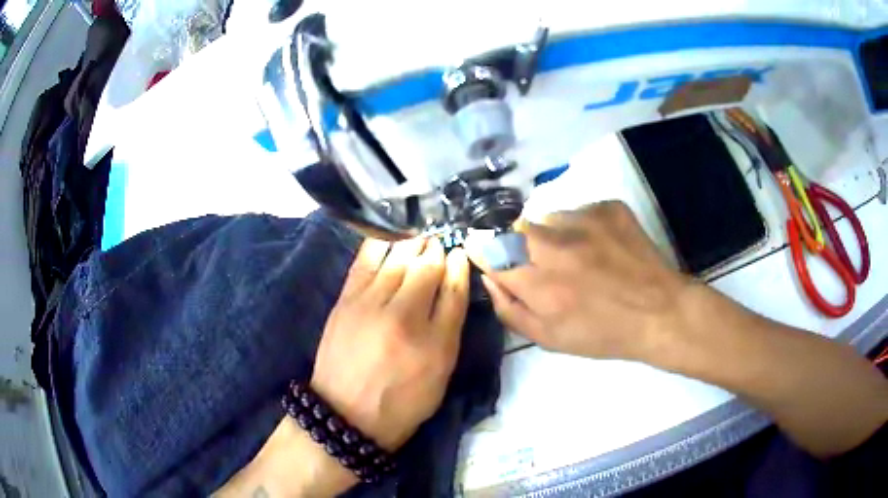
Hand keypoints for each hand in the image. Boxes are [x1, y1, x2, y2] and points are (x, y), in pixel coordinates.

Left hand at [311, 237, 469, 451]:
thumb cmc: (401, 400)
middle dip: (437, 250)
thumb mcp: (439, 374)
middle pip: (427, 268)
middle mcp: (405, 318)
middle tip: (439, 243)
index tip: (460, 254)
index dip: (460, 266)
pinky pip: (367, 259)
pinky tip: (390, 238)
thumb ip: (450, 329)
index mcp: (437, 343)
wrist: (346, 413)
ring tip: (418, 240)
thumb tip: (452, 284)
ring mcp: (372, 305)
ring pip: (398, 258)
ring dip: (413, 243)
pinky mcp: (346, 300)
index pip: (455, 290)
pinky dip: (382, 244)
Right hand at [467, 201, 692, 362]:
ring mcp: (585, 221)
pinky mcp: (608, 208)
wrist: (659, 311)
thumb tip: (489, 278)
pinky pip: (577, 211)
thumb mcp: (550, 339)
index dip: (484, 252)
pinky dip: (580, 227)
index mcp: (540, 284)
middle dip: (516, 244)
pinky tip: (599, 247)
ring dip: (550, 235)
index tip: (488, 256)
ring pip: (546, 218)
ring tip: (576, 256)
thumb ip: (510, 310)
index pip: (490, 253)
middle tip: (540, 262)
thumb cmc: (603, 333)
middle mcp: (557, 246)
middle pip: (513, 228)